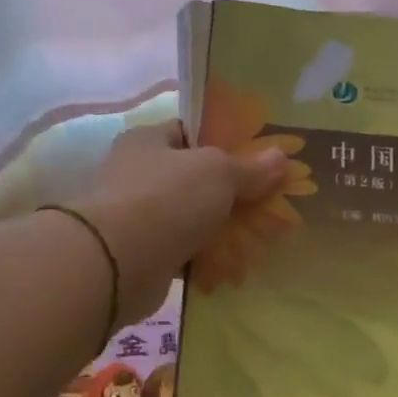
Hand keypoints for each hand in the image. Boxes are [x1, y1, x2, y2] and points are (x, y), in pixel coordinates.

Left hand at [77, 122, 284, 323]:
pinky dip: (202, 257)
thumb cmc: (167, 198)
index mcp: (147, 141)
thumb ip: (249, 167)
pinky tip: (232, 264)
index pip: (188, 132)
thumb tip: (280, 155)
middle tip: (265, 202)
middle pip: (191, 177)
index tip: (257, 158)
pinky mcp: (138, 253)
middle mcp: (135, 173)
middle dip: (226, 191)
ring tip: (257, 236)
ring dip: (216, 228)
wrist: (117, 262)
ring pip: (187, 216)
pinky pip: (179, 250)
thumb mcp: (218, 172)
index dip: (223, 142)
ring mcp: (134, 215)